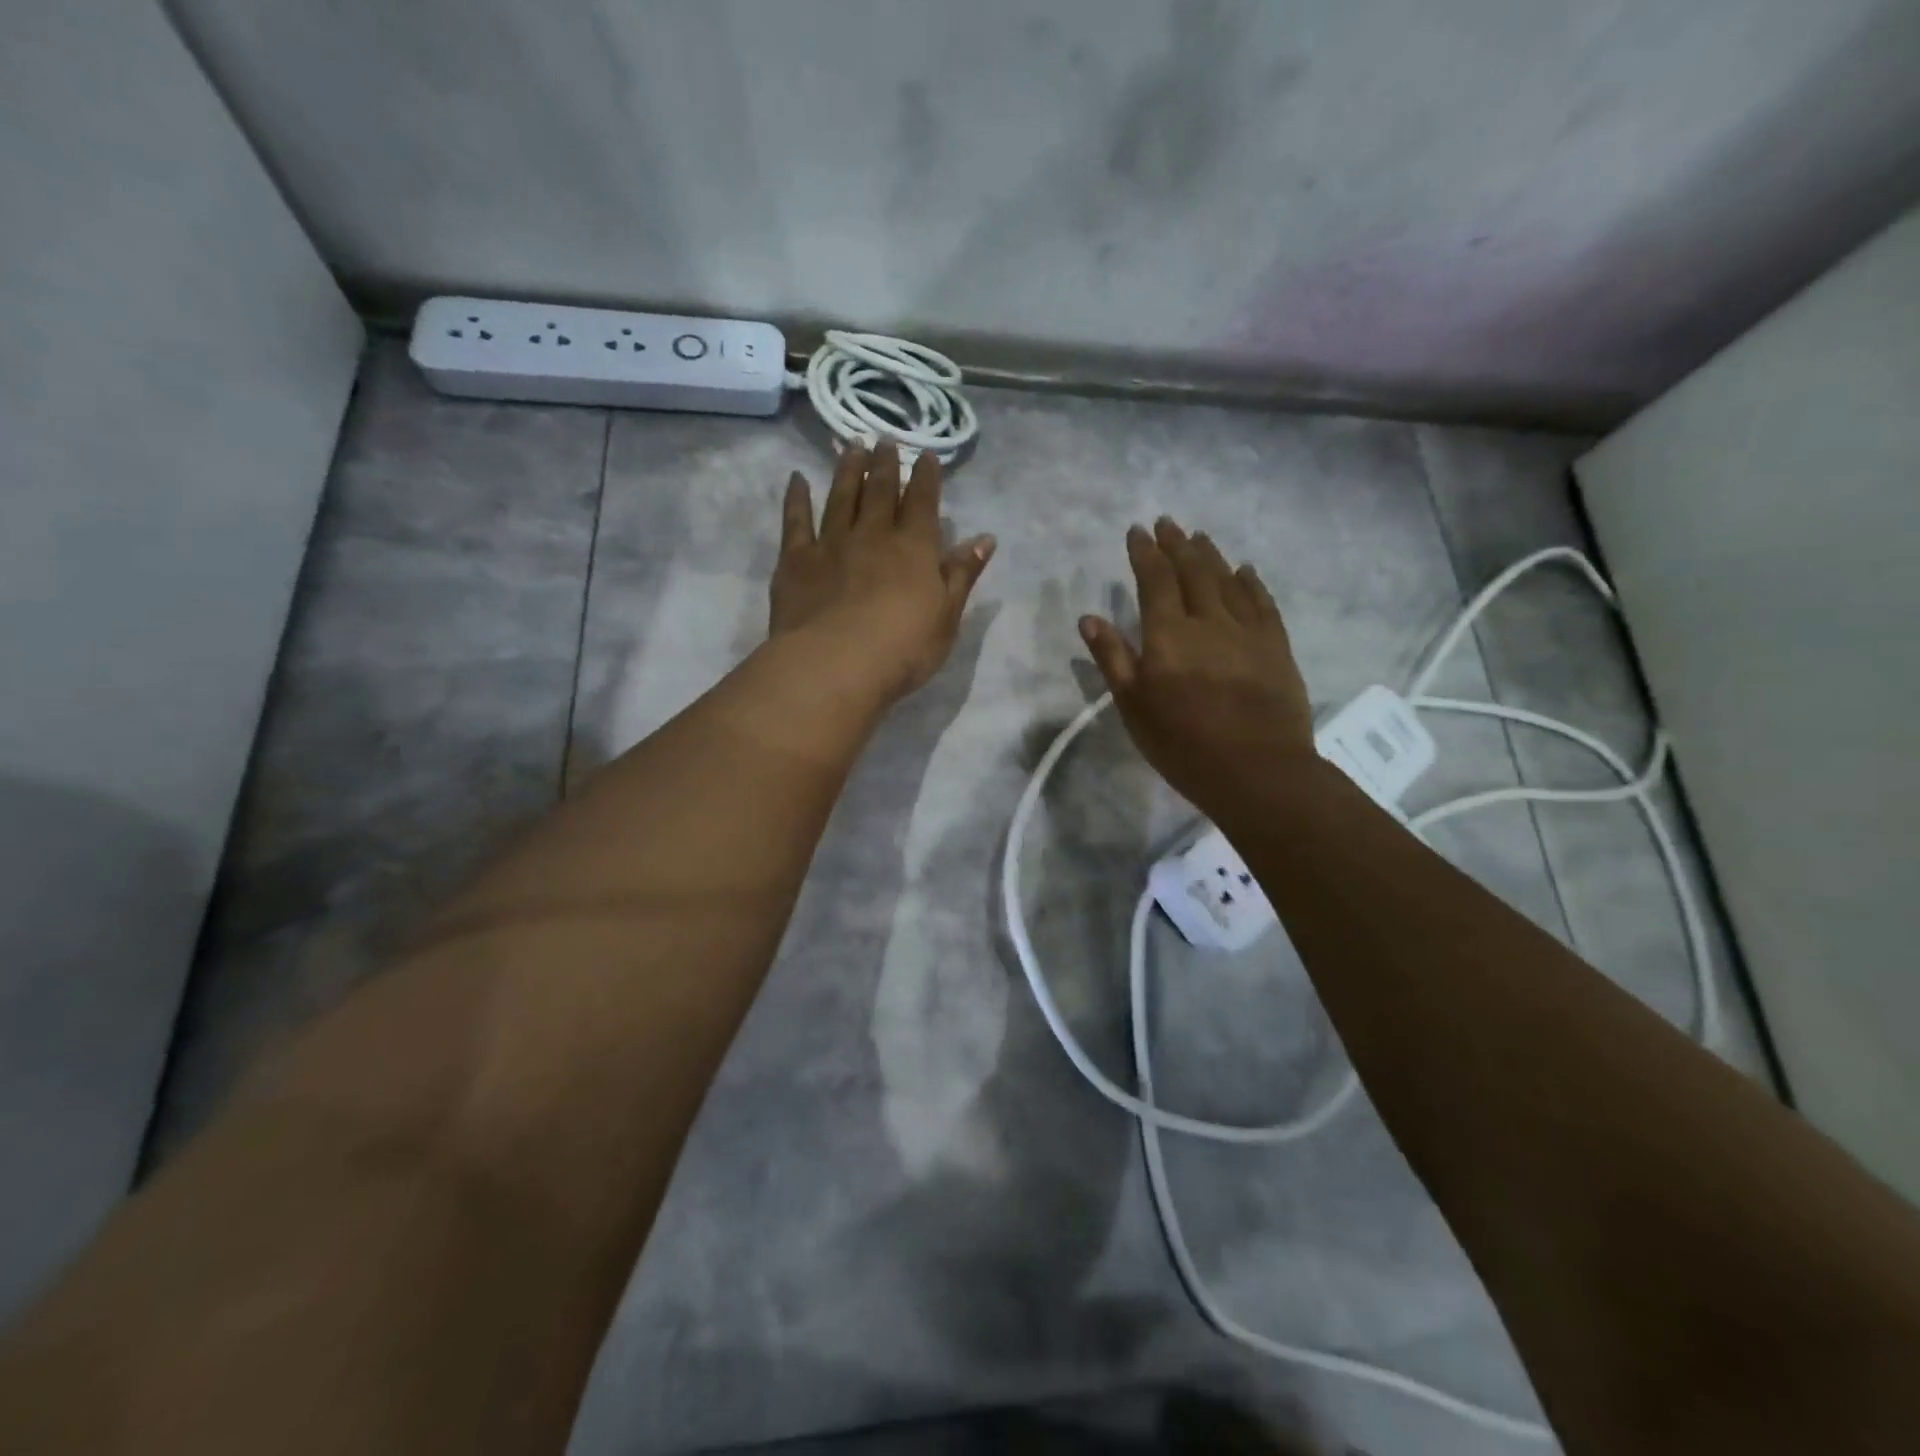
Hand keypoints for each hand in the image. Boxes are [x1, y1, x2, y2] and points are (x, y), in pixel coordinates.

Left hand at [770, 443, 994, 703]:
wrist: (836, 665)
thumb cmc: (903, 648)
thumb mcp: (946, 616)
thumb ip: (962, 574)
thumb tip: (986, 538)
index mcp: (914, 548)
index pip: (923, 503)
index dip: (926, 477)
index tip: (926, 455)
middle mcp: (873, 535)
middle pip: (880, 492)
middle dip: (885, 464)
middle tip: (885, 439)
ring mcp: (831, 544)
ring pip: (841, 498)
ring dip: (847, 471)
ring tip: (851, 446)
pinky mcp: (796, 561)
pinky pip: (796, 522)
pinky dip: (797, 499)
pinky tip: (797, 480)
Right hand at [1080, 518, 1314, 815]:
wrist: (1257, 770)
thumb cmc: (1183, 744)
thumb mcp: (1133, 707)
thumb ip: (1113, 658)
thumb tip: (1089, 618)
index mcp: (1168, 635)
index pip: (1155, 580)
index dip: (1145, 553)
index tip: (1137, 531)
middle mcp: (1209, 620)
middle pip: (1192, 571)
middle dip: (1177, 544)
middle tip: (1167, 523)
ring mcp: (1247, 631)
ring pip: (1228, 580)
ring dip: (1211, 555)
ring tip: (1199, 537)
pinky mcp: (1276, 646)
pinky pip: (1263, 602)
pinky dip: (1251, 582)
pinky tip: (1246, 570)